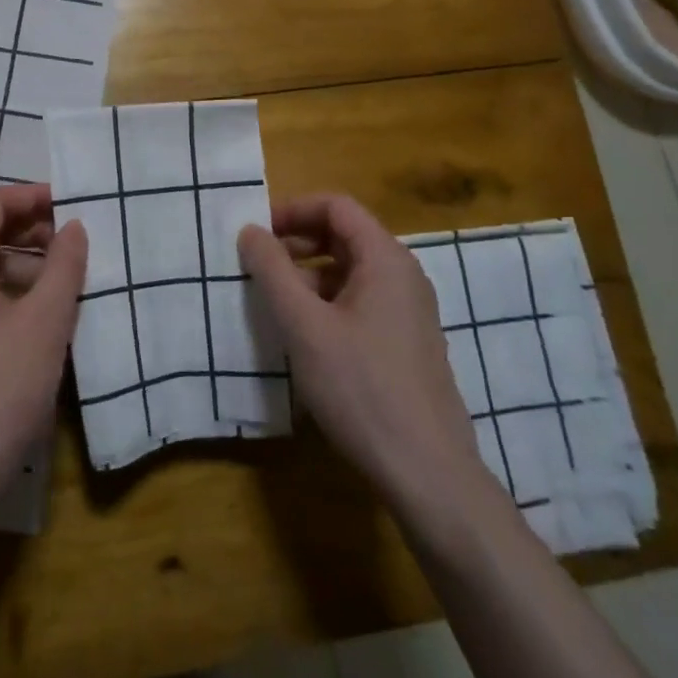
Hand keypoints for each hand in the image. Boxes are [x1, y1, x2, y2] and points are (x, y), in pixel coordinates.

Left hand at [0, 184, 86, 528]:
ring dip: (31, 263)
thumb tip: (75, 227)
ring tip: (74, 276)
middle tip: (79, 242)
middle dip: (35, 229)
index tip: (74, 205)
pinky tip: (53, 311)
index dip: (32, 196)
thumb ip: (63, 266)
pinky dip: (19, 291)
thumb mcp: (44, 322)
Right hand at [239, 195, 487, 510]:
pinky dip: (329, 301)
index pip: (336, 205)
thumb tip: (250, 230)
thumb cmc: (360, 388)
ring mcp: (410, 310)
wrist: (427, 472)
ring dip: (310, 274)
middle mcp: (404, 275)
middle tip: (259, 266)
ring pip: (352, 271)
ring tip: (276, 302)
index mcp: (385, 259)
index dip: (292, 210)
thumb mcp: (303, 326)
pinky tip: (307, 335)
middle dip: (298, 242)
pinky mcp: (408, 342)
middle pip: (346, 235)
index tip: (256, 234)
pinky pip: (363, 301)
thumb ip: (272, 271)